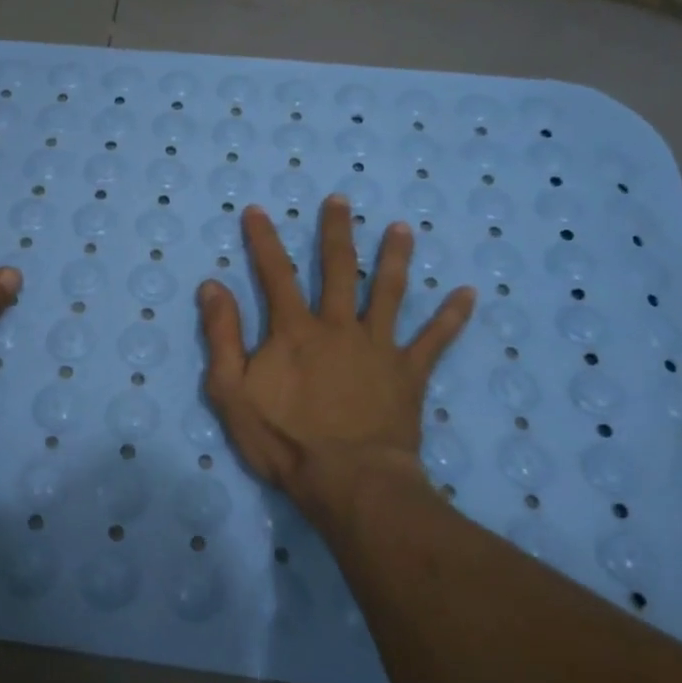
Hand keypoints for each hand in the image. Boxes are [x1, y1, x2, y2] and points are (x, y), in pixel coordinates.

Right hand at [197, 196, 475, 518]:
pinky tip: (469, 294)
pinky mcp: (408, 373)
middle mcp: (339, 326)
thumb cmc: (285, 440)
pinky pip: (435, 341)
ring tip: (403, 228)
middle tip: (341, 200)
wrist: (349, 482)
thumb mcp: (232, 392)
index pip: (276, 274)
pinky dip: (452, 318)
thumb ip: (222, 337)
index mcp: (295, 330)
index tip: (256, 210)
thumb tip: (212, 285)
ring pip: (389, 292)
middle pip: (339, 269)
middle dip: (336, 232)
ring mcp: (378, 347)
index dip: (264, 240)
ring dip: (396, 258)